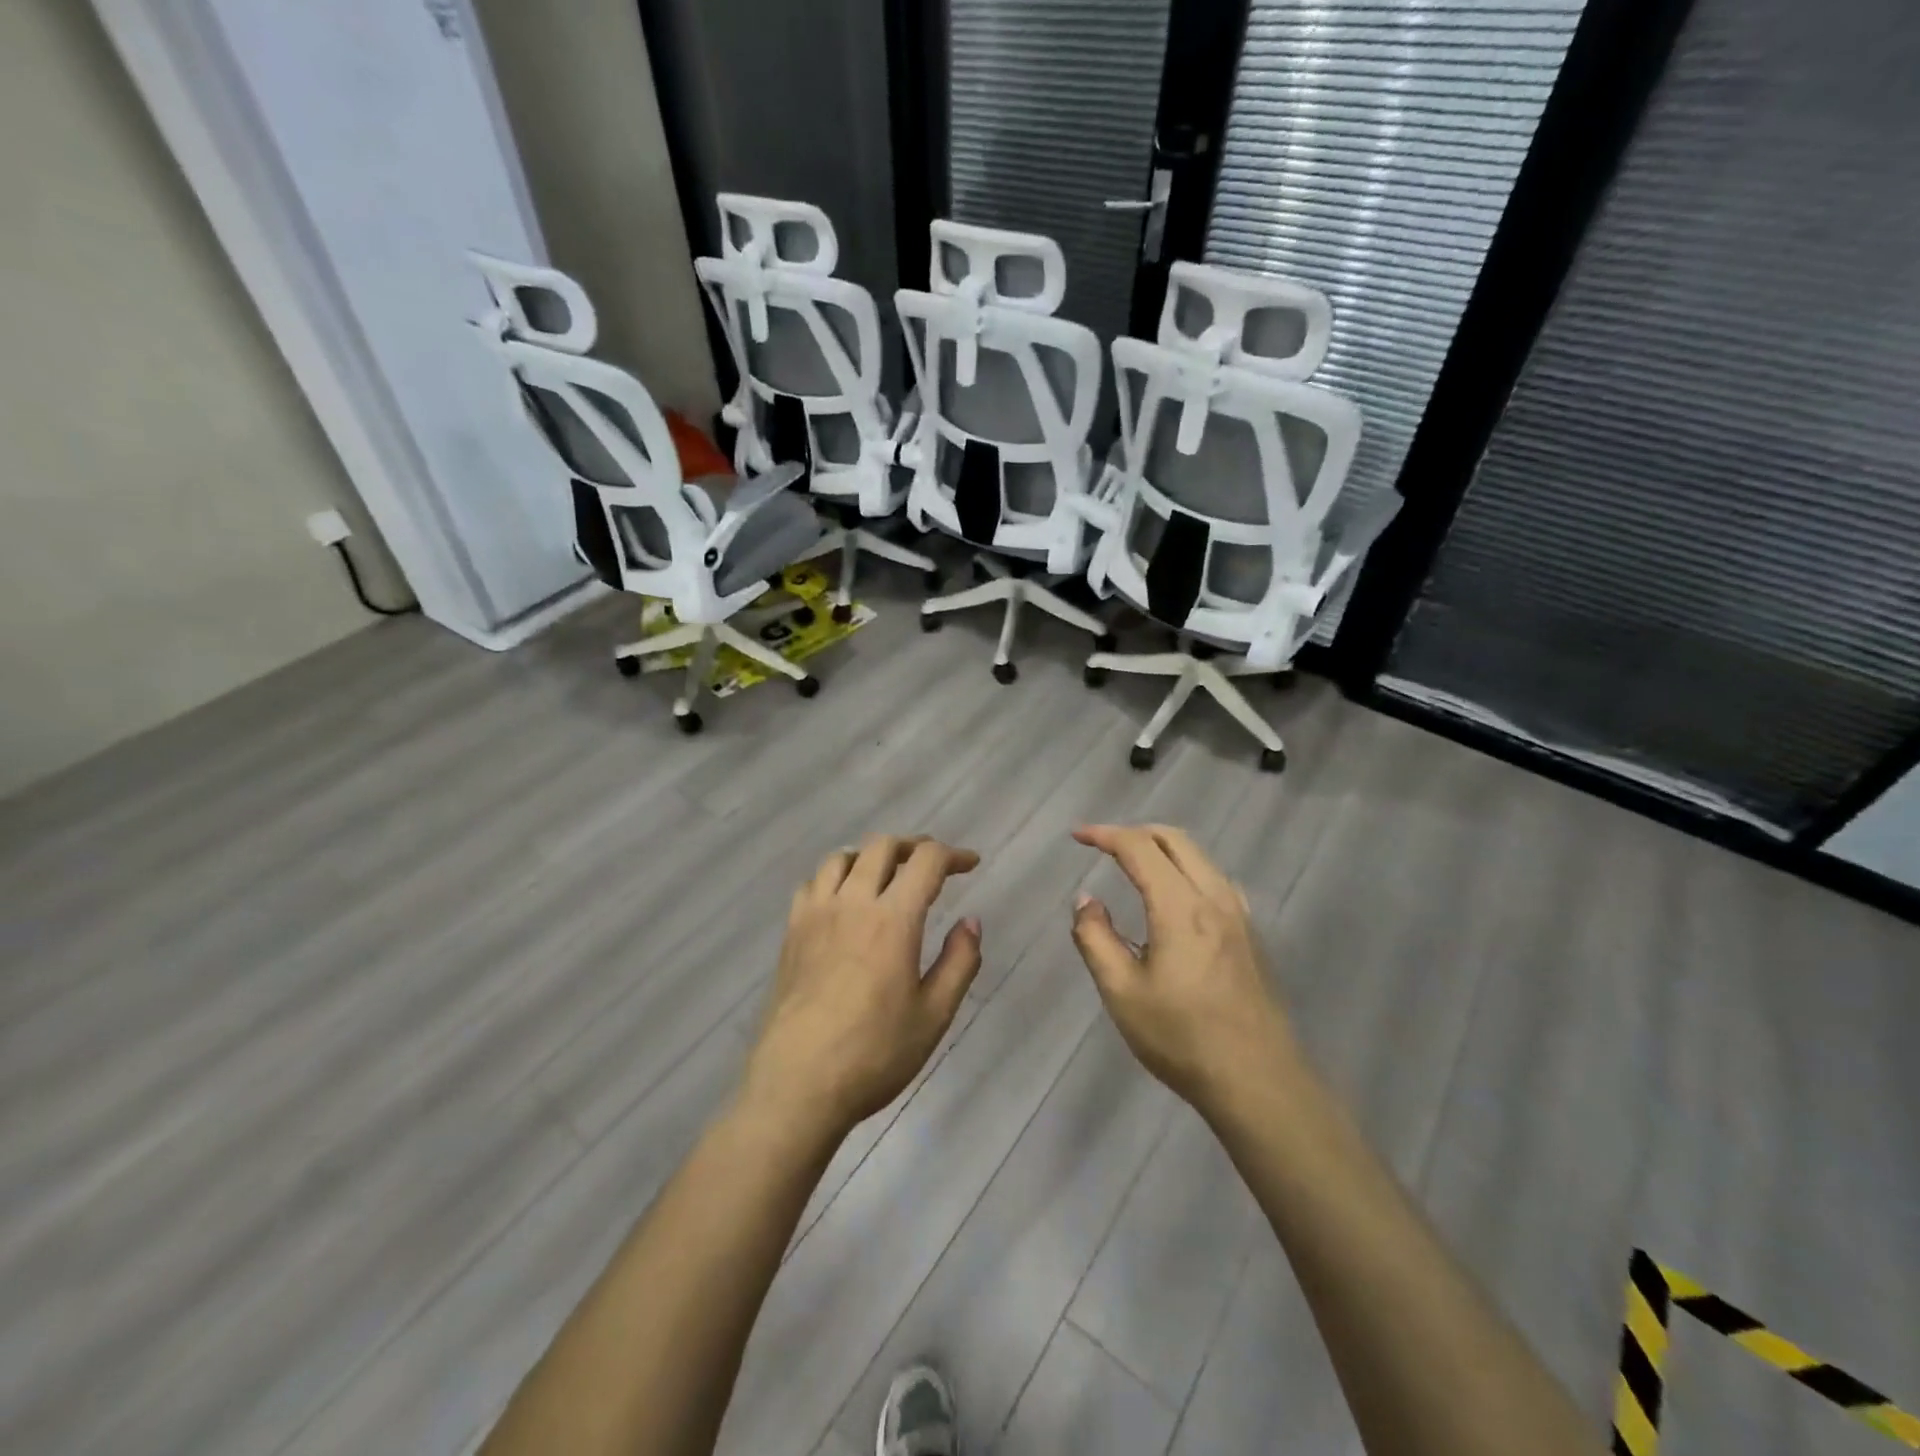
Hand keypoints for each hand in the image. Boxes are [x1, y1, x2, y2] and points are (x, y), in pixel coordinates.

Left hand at [743, 835, 982, 1139]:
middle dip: (914, 846)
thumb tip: (971, 922)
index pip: (926, 861)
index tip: (970, 864)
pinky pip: (813, 883)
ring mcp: (816, 914)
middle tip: (932, 866)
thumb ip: (959, 962)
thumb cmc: (874, 1054)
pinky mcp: (791, 932)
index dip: (953, 855)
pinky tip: (843, 900)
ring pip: (843, 857)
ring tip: (887, 876)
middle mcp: (852, 903)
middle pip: (882, 846)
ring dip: (872, 856)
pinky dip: (835, 876)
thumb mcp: (934, 1015)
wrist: (797, 1084)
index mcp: (893, 919)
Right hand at [1069, 824, 1295, 1118]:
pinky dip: (1186, 868)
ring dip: (1163, 848)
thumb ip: (1095, 938)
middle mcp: (1214, 898)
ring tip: (1134, 864)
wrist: (1258, 1082)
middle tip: (1103, 844)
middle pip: (1175, 840)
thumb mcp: (1122, 992)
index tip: (1077, 836)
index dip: (1105, 835)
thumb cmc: (1182, 1038)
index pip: (1139, 848)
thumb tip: (1086, 900)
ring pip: (1199, 857)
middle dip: (1135, 832)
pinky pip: (1215, 879)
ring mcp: (1239, 915)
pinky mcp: (1250, 935)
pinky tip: (1176, 897)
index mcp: (1181, 907)